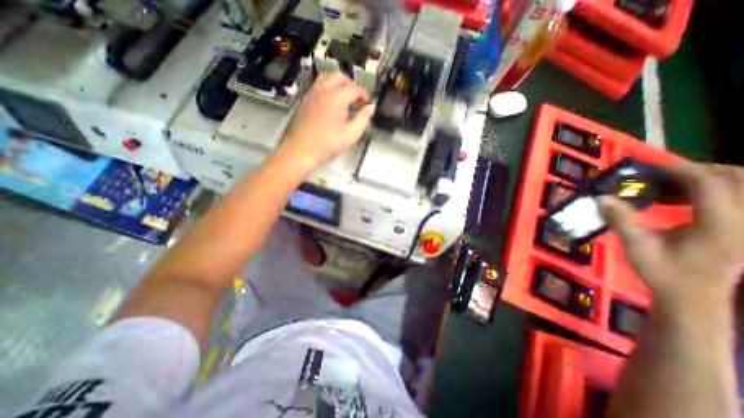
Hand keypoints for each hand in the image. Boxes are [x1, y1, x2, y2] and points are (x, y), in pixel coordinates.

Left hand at [282, 71, 374, 165]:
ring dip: (339, 83)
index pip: (354, 88)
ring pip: (327, 77)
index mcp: (336, 98)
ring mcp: (312, 94)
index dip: (364, 94)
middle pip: (340, 77)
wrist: (303, 149)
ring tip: (345, 96)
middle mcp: (323, 91)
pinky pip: (318, 85)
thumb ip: (363, 119)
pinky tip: (331, 101)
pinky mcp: (306, 100)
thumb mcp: (351, 134)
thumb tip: (370, 107)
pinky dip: (328, 87)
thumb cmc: (328, 143)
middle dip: (352, 85)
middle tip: (357, 98)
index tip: (367, 103)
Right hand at [601, 164, 743, 310]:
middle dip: (695, 169)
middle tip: (658, 173)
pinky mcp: (740, 227)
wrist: (692, 298)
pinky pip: (734, 197)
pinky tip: (678, 197)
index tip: (646, 166)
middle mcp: (743, 221)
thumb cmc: (663, 273)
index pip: (709, 183)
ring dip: (703, 177)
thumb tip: (600, 197)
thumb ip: (620, 220)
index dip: (678, 169)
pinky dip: (707, 189)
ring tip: (666, 183)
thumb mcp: (636, 246)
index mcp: (720, 226)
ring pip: (740, 185)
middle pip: (736, 177)